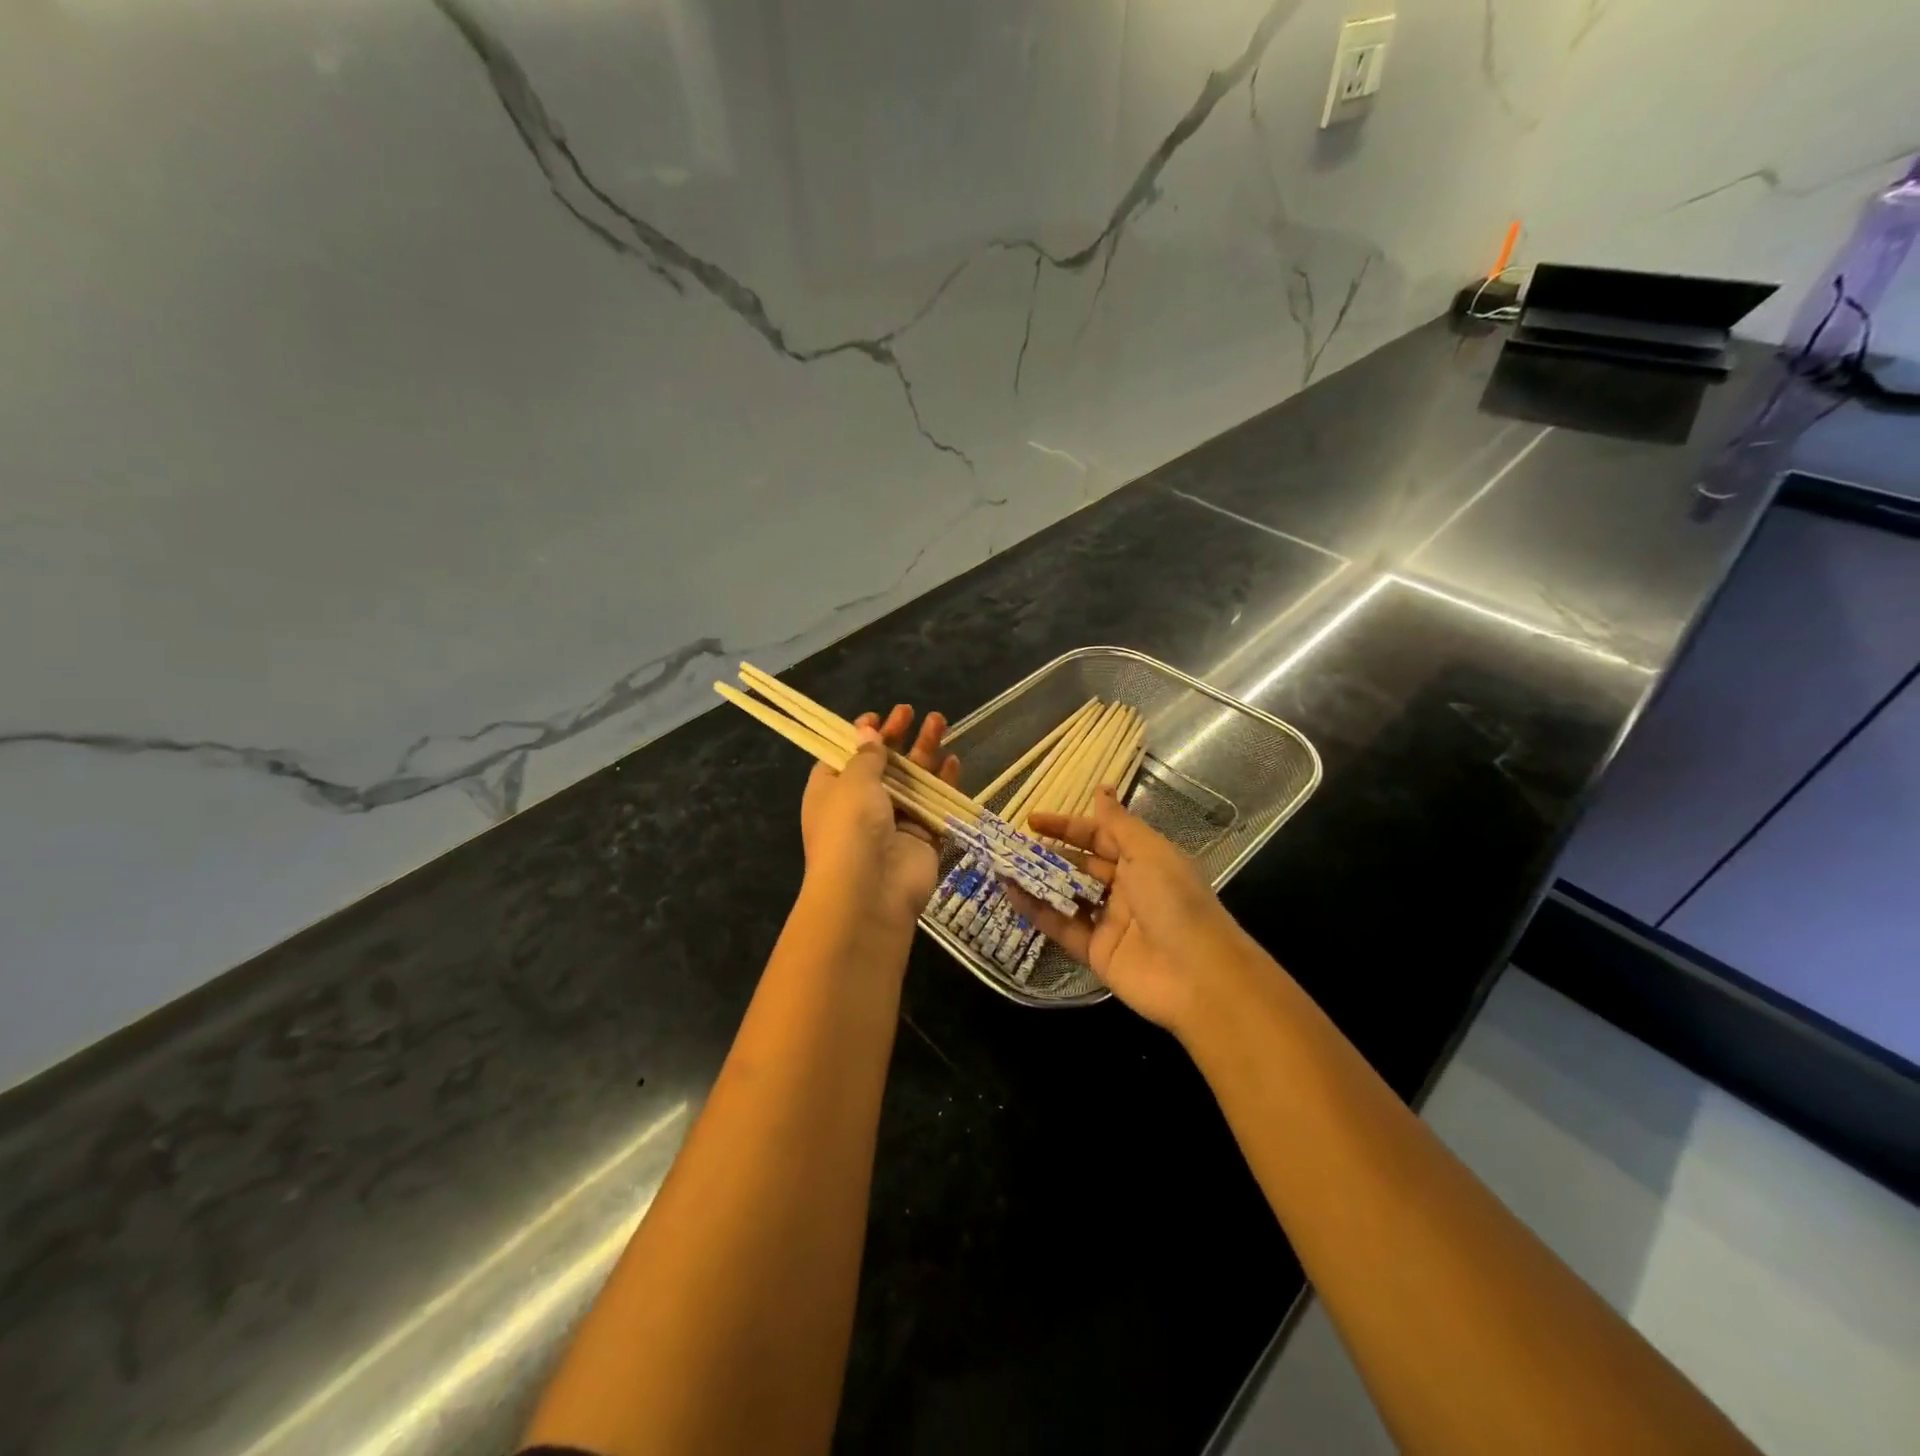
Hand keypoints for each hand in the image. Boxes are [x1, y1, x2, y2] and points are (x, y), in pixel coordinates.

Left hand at [800, 704, 959, 932]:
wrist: (870, 892)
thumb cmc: (850, 827)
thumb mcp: (853, 781)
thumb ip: (867, 756)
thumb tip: (866, 731)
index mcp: (831, 791)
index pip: (845, 757)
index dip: (861, 736)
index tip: (877, 716)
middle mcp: (860, 805)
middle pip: (882, 765)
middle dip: (897, 737)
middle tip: (911, 711)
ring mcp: (892, 822)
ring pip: (912, 781)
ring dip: (924, 752)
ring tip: (940, 722)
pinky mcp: (921, 837)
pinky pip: (933, 805)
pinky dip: (943, 783)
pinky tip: (953, 761)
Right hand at [1007, 791, 1265, 1034]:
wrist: (1199, 977)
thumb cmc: (1176, 902)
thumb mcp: (1149, 853)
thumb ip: (1118, 824)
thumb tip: (1102, 789)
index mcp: (1144, 860)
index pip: (1099, 836)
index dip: (1068, 827)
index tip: (1032, 819)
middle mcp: (1126, 888)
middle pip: (1080, 865)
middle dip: (1048, 854)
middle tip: (1010, 844)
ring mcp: (1109, 921)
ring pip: (1067, 895)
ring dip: (1037, 881)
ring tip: (1002, 866)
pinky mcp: (1095, 952)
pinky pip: (1061, 926)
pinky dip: (1037, 911)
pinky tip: (1011, 895)